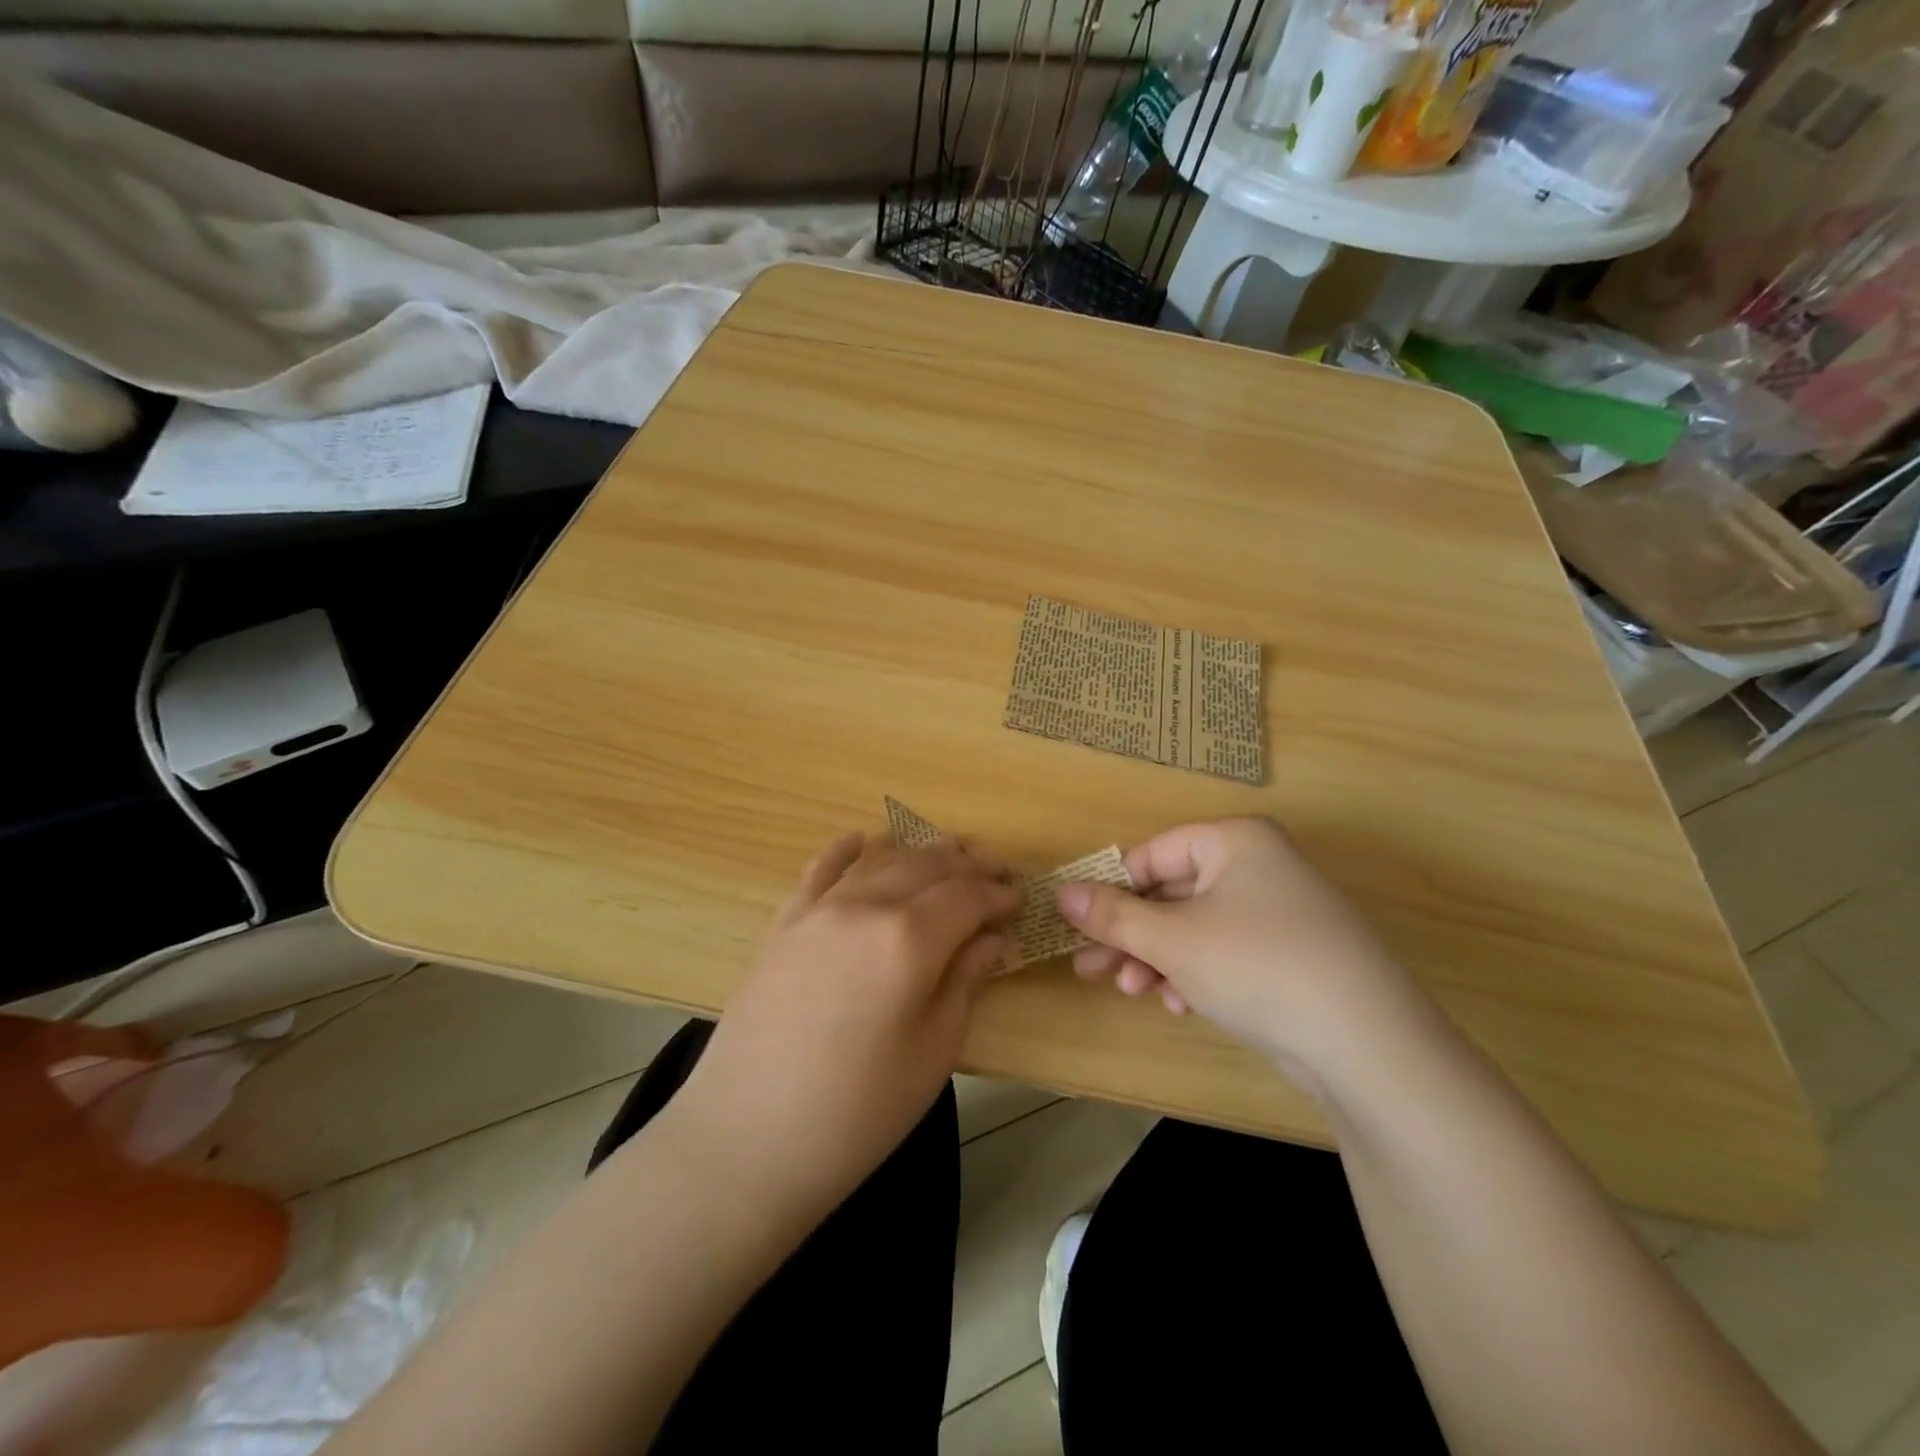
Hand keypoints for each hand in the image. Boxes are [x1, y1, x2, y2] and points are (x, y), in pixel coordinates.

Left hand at [666, 832, 1018, 1216]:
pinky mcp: (782, 924)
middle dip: (967, 866)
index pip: (967, 896)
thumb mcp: (932, 1052)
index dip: (997, 895)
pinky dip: (844, 850)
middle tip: (994, 873)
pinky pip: (818, 870)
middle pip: (927, 868)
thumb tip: (992, 940)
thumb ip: (965, 982)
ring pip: (880, 862)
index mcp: (909, 938)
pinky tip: (860, 839)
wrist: (746, 1141)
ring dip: (919, 853)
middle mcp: (865, 906)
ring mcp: (818, 910)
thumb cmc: (857, 1111)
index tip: (1019, 899)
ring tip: (947, 854)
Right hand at [1055, 818, 1430, 1096]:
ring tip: (1132, 991)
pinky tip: (1182, 1004)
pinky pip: (1226, 951)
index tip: (1079, 927)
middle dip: (1130, 935)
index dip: (1111, 890)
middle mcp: (1259, 865)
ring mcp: (1280, 911)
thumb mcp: (1171, 939)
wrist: (1368, 1045)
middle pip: (1172, 893)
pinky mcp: (1292, 955)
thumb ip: (1112, 915)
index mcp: (1235, 841)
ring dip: (1157, 959)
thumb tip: (1060, 892)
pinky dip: (1196, 973)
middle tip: (1090, 968)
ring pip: (1195, 927)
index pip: (1152, 854)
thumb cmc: (1257, 966)